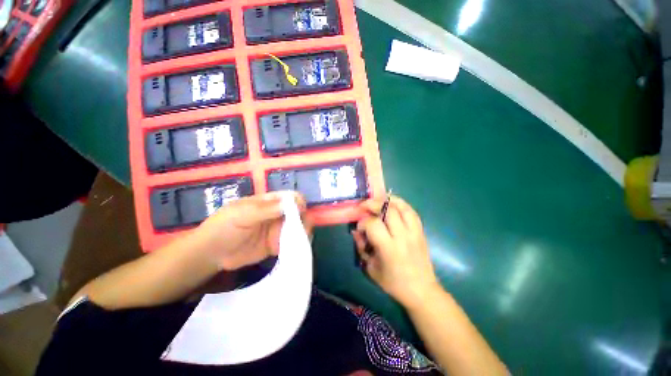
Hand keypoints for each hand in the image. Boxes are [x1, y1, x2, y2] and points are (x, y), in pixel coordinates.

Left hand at [192, 191, 312, 270]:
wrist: (211, 254)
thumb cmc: (223, 227)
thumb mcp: (242, 214)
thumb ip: (266, 209)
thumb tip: (293, 203)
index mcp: (269, 202)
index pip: (291, 197)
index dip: (299, 202)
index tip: (301, 212)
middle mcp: (277, 214)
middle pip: (299, 212)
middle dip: (304, 219)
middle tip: (302, 230)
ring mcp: (277, 230)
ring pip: (298, 227)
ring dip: (303, 232)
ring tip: (299, 241)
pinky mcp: (277, 245)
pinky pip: (292, 243)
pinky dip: (298, 244)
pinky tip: (297, 249)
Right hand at [353, 196, 439, 307]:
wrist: (422, 290)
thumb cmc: (393, 283)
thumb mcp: (371, 268)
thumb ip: (361, 247)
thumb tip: (355, 231)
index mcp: (389, 248)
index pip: (373, 224)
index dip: (363, 222)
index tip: (359, 226)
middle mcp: (402, 236)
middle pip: (388, 210)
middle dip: (373, 204)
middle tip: (365, 206)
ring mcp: (414, 232)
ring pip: (402, 207)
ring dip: (388, 201)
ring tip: (378, 201)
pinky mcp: (421, 231)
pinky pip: (411, 211)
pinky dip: (401, 204)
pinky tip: (393, 205)